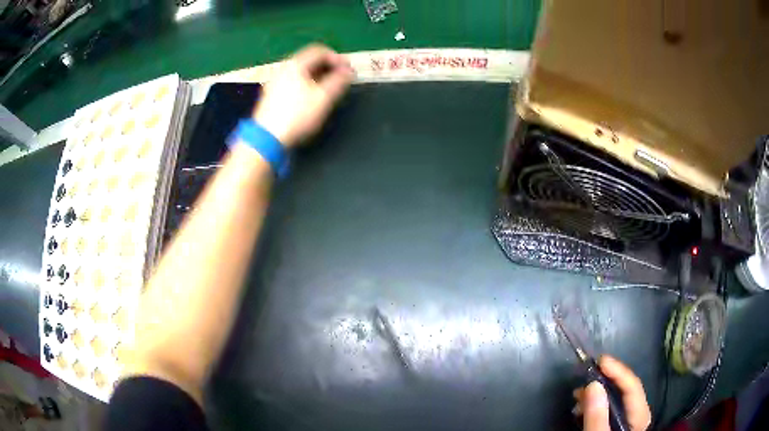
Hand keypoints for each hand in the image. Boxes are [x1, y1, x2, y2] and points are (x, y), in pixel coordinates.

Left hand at [253, 44, 354, 147]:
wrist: (267, 138)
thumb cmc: (297, 115)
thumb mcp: (324, 97)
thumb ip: (339, 80)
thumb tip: (348, 71)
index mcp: (296, 65)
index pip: (319, 51)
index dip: (337, 58)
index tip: (348, 69)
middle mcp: (284, 69)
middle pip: (309, 60)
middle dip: (328, 67)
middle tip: (341, 78)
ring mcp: (275, 82)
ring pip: (301, 72)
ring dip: (318, 76)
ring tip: (329, 88)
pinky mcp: (272, 96)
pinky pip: (293, 82)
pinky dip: (307, 84)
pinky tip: (312, 98)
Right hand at [573, 356, 651, 430]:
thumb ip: (597, 417)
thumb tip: (592, 385)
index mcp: (639, 417)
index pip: (633, 386)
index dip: (618, 371)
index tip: (600, 360)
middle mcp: (637, 415)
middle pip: (625, 390)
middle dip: (605, 381)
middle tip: (584, 377)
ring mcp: (627, 421)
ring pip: (616, 399)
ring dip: (597, 393)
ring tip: (577, 395)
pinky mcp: (617, 426)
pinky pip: (609, 409)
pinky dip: (595, 405)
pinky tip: (582, 408)